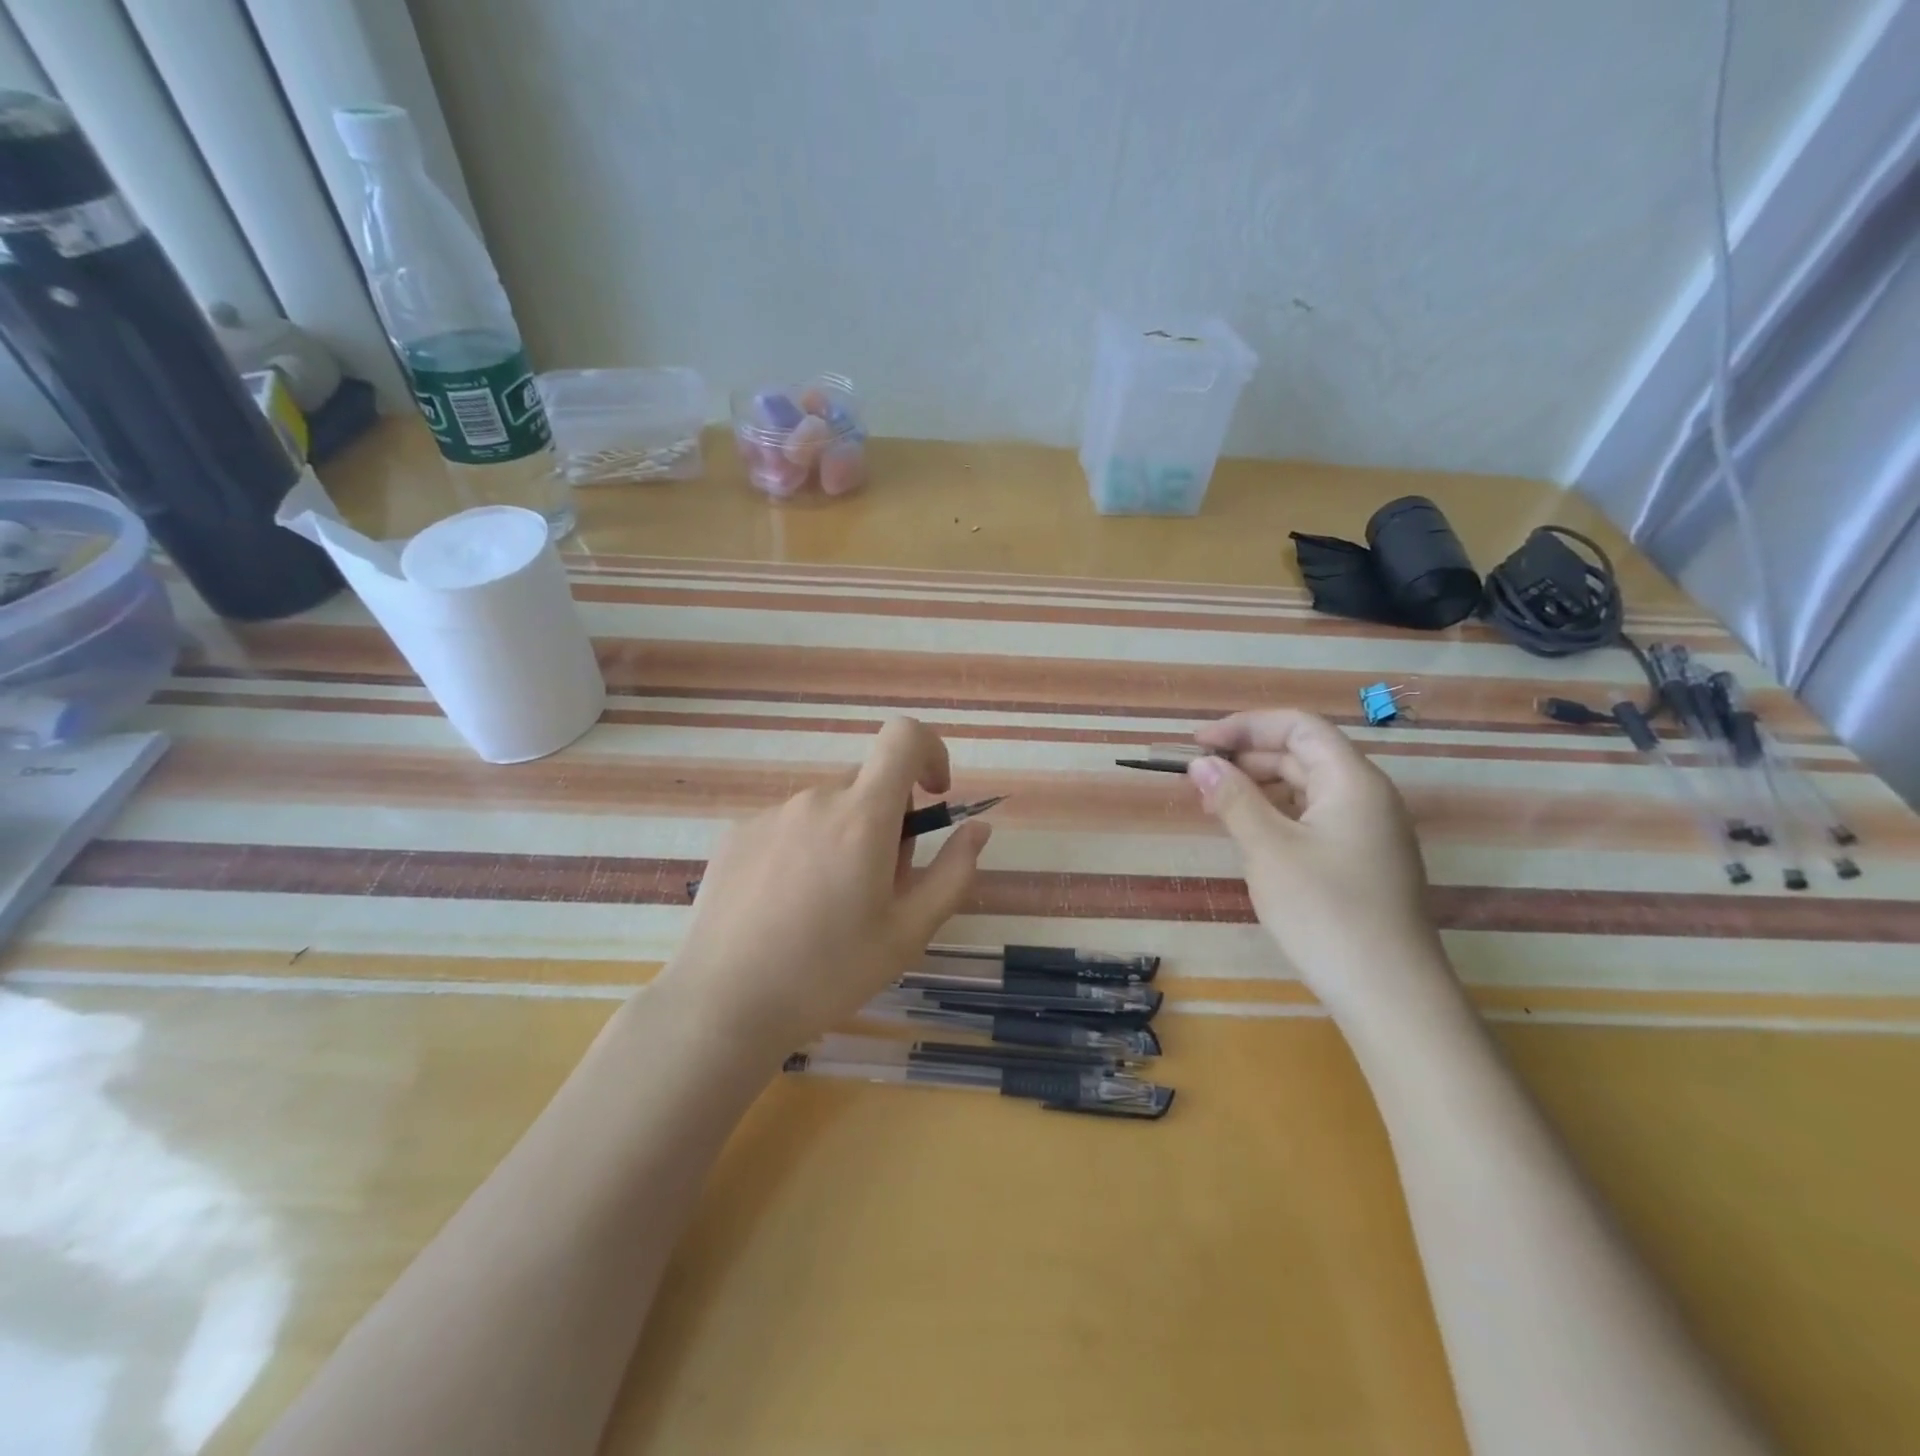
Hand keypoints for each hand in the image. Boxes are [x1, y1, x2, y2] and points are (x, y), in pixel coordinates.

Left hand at [654, 717, 990, 1065]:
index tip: (934, 795)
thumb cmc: (828, 973)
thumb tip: (977, 829)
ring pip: (828, 808)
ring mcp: (769, 815)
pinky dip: (805, 849)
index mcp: (861, 816)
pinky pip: (789, 825)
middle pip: (868, 783)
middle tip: (879, 885)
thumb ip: (953, 873)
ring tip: (828, 905)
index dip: (929, 752)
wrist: (723, 1004)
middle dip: (889, 819)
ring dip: (845, 837)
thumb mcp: (908, 932)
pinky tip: (786, 907)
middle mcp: (814, 800)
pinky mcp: (737, 834)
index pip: (903, 737)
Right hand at [1189, 709, 1452, 1022]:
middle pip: (1302, 754)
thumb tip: (1200, 763)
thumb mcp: (1268, 850)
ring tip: (1215, 807)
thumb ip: (1233, 799)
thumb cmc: (1326, 911)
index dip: (1245, 726)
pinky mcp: (1362, 862)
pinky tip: (1250, 836)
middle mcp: (1367, 796)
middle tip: (1197, 779)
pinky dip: (1277, 815)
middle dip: (1247, 757)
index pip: (1297, 726)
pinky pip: (1314, 818)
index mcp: (1352, 781)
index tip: (1197, 744)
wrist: (1391, 995)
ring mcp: (1368, 831)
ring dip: (1259, 788)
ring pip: (1307, 788)